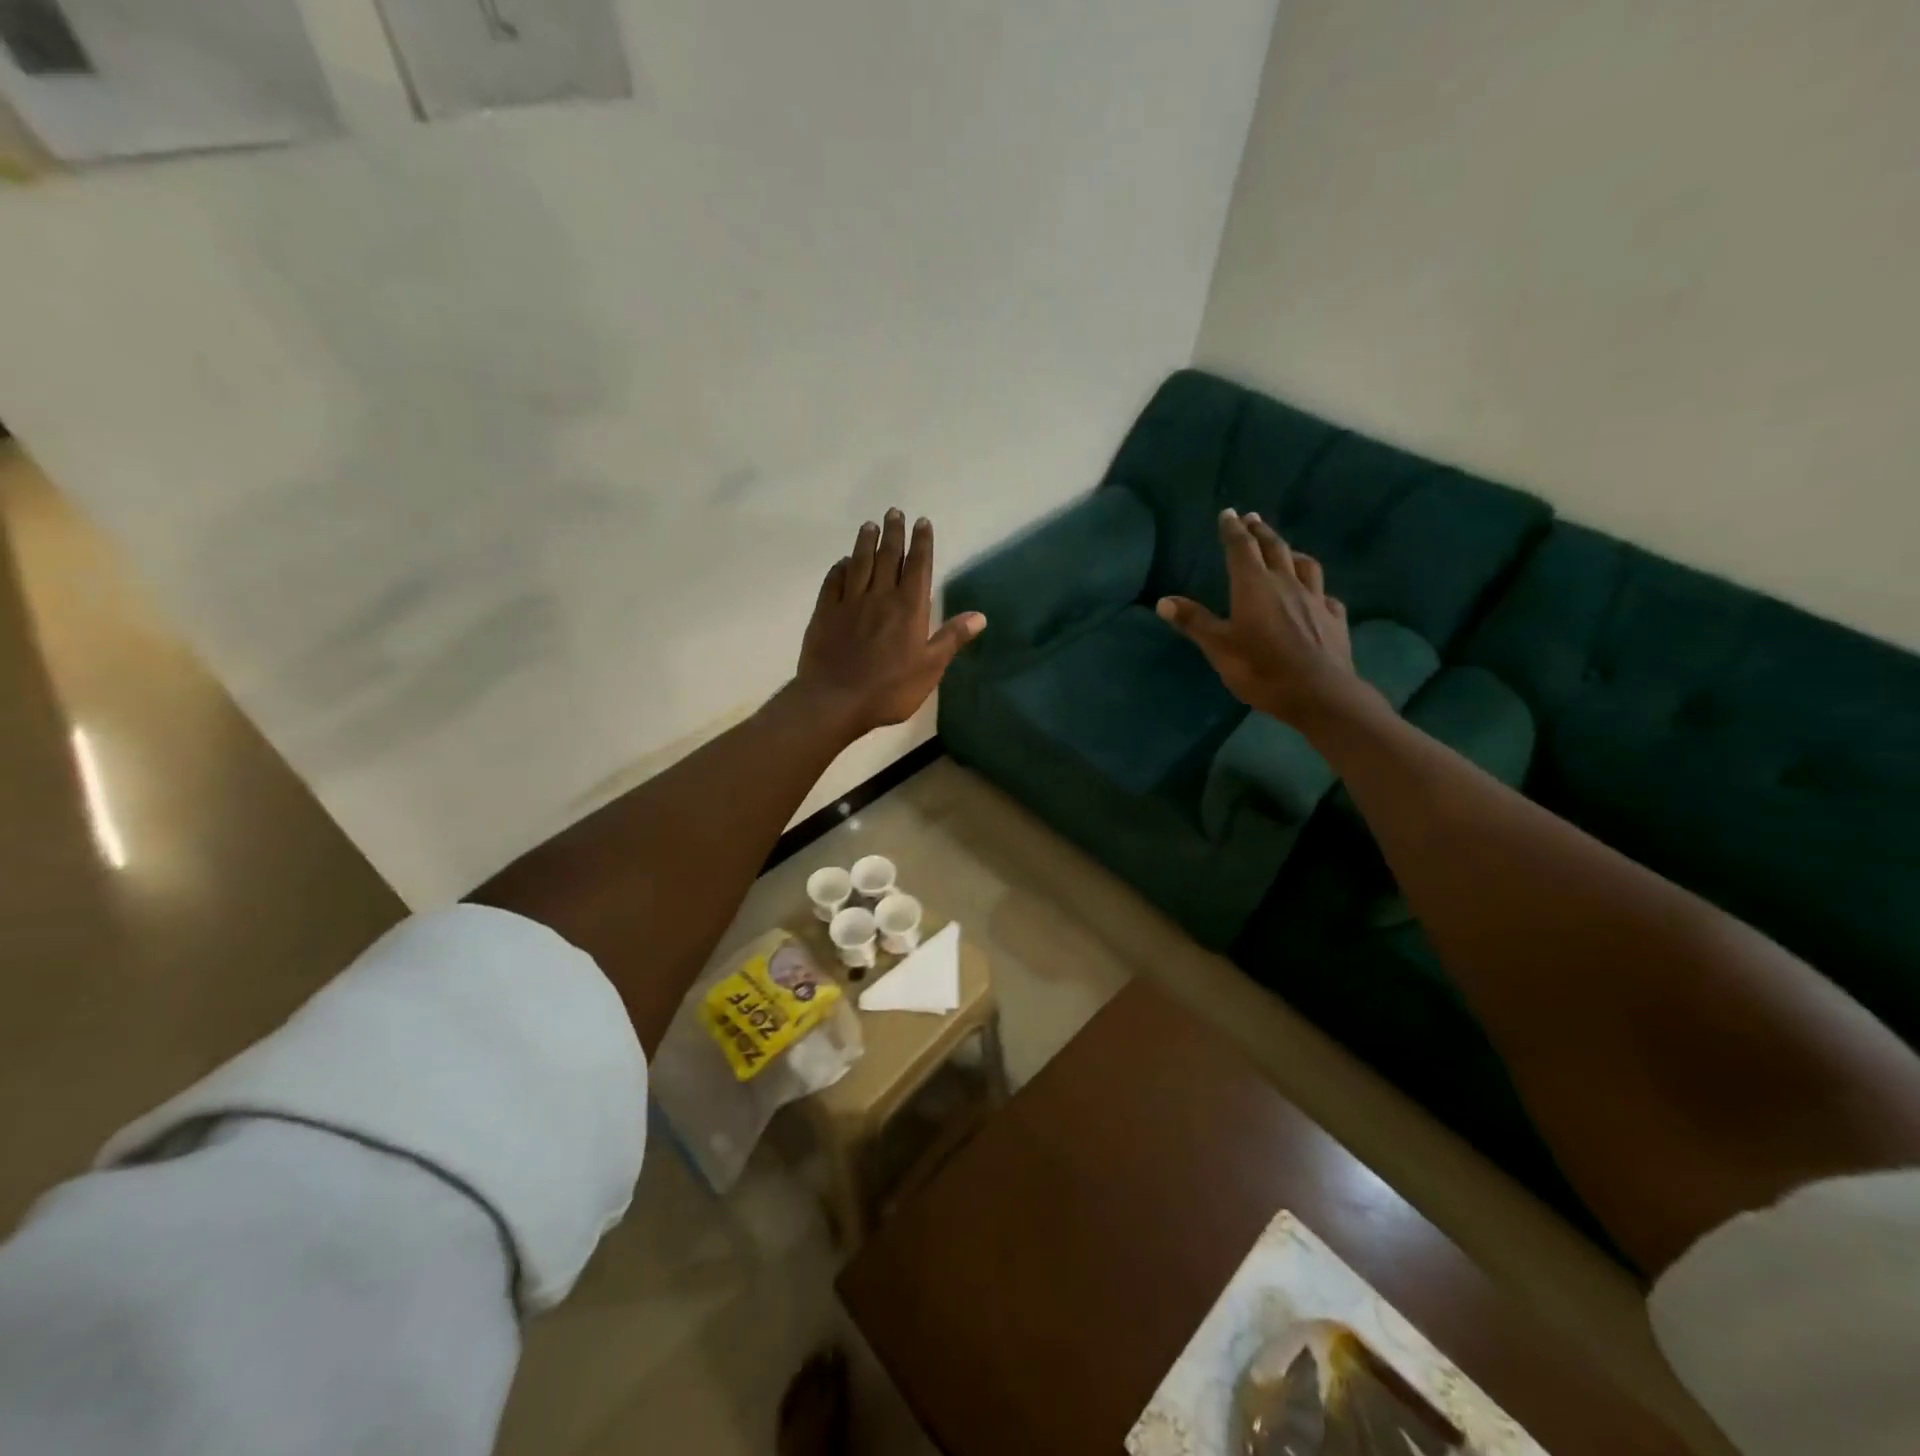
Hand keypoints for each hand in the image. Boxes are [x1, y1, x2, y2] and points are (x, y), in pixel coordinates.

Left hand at [795, 510, 986, 736]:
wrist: (835, 701)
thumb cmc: (889, 690)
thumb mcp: (930, 669)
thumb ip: (952, 639)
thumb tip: (980, 616)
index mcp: (908, 608)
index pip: (918, 566)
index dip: (921, 543)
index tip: (922, 522)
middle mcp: (880, 596)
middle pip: (887, 557)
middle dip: (894, 533)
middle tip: (894, 512)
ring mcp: (849, 603)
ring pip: (859, 563)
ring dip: (865, 542)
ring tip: (869, 525)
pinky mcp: (825, 613)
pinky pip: (833, 582)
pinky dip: (839, 568)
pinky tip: (842, 562)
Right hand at [1156, 509, 1365, 728]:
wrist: (1319, 693)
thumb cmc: (1261, 669)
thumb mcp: (1219, 648)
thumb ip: (1194, 622)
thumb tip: (1163, 601)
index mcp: (1254, 586)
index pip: (1241, 548)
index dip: (1232, 529)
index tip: (1227, 514)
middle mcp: (1286, 583)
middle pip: (1274, 548)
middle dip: (1260, 531)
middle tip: (1252, 518)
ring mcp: (1315, 599)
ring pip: (1305, 565)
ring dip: (1291, 552)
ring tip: (1285, 549)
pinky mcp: (1335, 618)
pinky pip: (1325, 595)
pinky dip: (1316, 588)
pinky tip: (1316, 595)